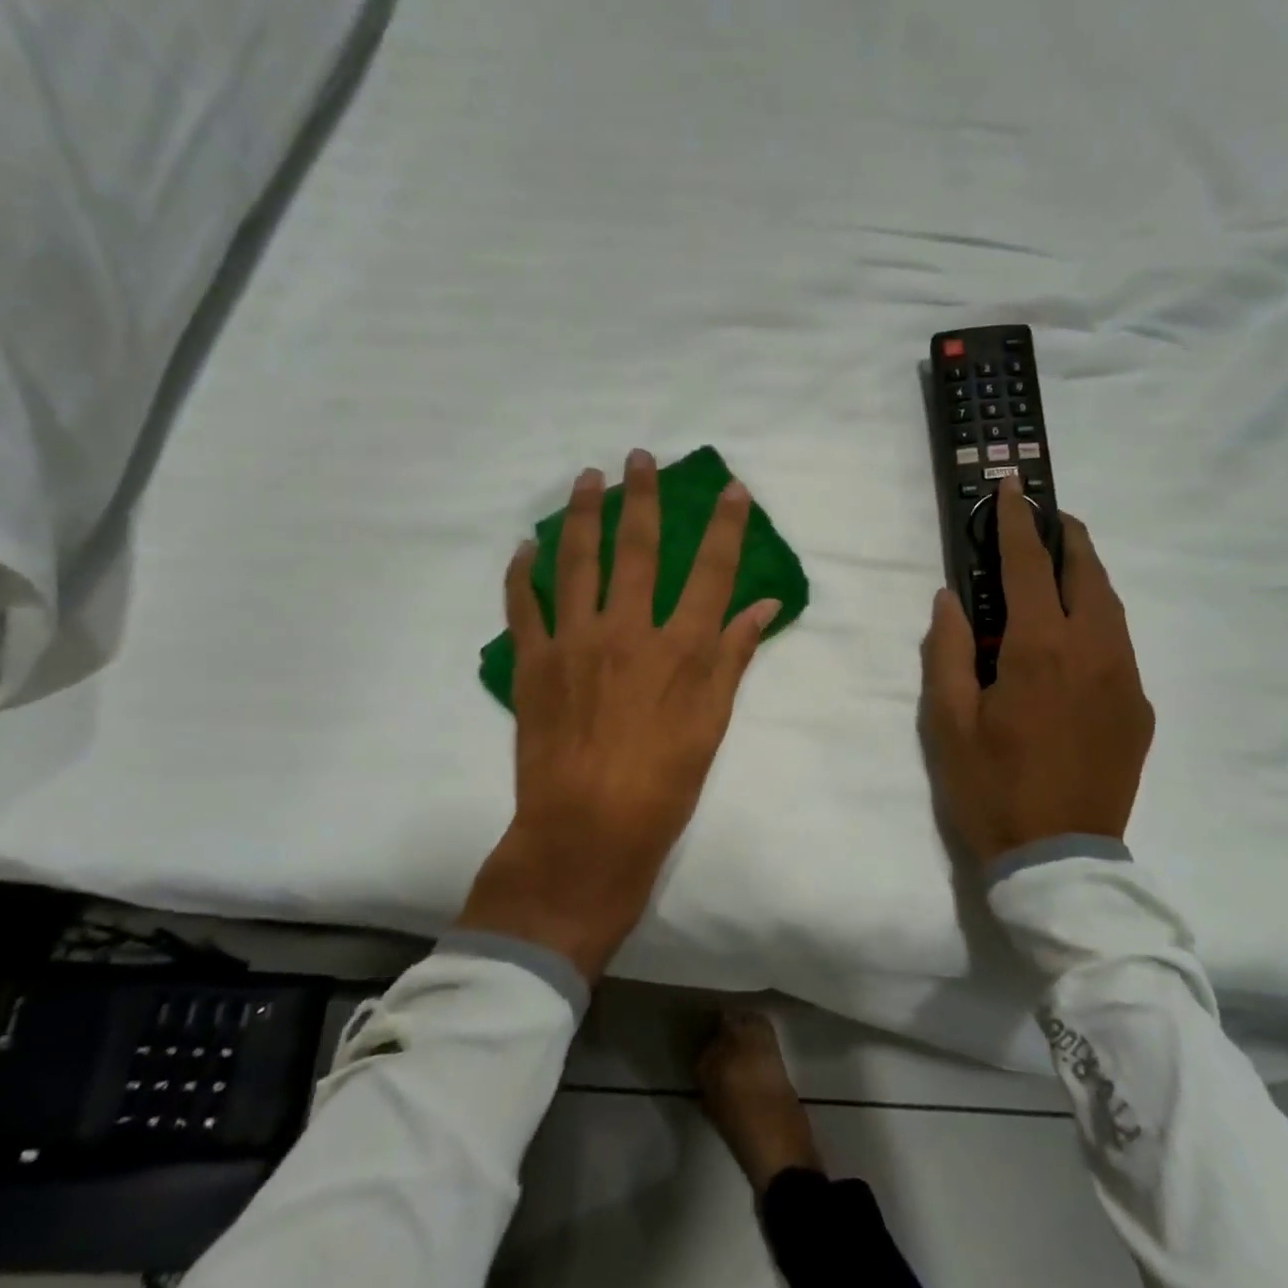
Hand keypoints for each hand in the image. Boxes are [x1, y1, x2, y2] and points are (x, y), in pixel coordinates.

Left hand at [457, 450, 781, 979]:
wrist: (586, 830)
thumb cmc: (663, 783)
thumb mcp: (713, 723)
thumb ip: (734, 657)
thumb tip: (765, 606)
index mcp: (679, 648)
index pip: (711, 571)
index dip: (725, 526)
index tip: (731, 488)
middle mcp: (627, 630)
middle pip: (638, 548)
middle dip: (643, 497)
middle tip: (640, 457)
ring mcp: (574, 641)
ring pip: (577, 561)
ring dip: (584, 514)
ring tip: (588, 477)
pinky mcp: (532, 662)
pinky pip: (523, 604)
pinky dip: (522, 572)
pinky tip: (526, 545)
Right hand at [921, 479, 1152, 863]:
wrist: (1059, 859)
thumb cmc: (990, 787)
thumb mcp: (946, 721)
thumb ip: (947, 650)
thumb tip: (952, 598)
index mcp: (1039, 650)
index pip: (1026, 566)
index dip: (1016, 522)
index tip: (1011, 487)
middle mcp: (1093, 651)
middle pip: (1087, 572)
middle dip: (1065, 536)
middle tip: (1042, 519)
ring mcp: (1126, 679)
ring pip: (1111, 605)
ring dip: (1084, 574)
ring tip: (1057, 565)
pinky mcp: (1139, 708)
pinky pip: (1119, 644)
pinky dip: (1096, 618)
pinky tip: (1074, 635)